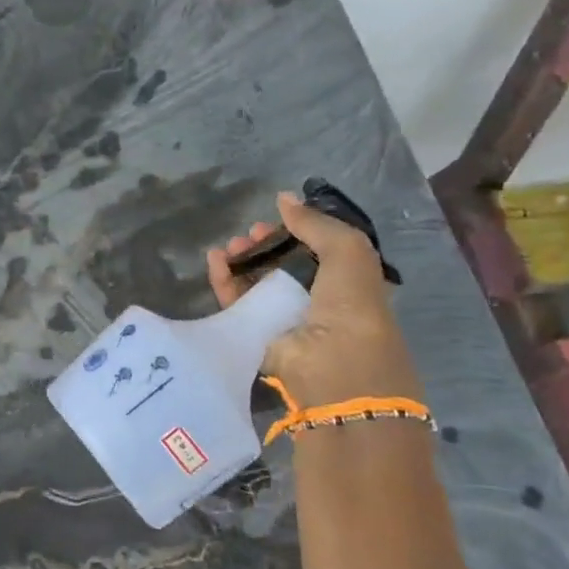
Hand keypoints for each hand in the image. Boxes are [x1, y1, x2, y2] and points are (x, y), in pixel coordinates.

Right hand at [205, 191, 405, 407]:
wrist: (336, 369)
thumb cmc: (352, 307)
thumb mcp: (349, 252)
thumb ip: (316, 224)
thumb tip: (283, 198)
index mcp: (347, 284)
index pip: (316, 252)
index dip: (297, 233)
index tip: (277, 220)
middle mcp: (317, 303)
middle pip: (283, 266)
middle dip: (266, 245)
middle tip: (250, 233)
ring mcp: (285, 321)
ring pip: (257, 283)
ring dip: (243, 260)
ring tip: (231, 246)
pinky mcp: (257, 337)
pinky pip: (237, 303)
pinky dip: (224, 280)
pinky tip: (216, 259)